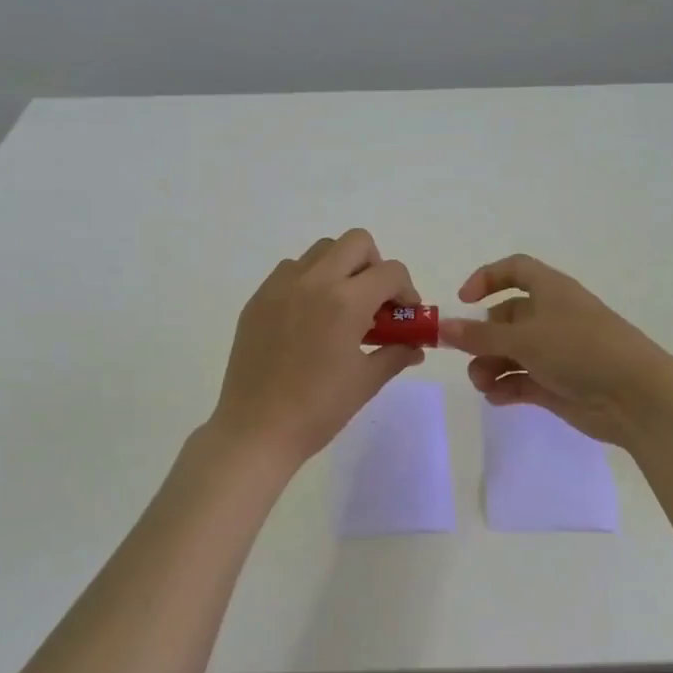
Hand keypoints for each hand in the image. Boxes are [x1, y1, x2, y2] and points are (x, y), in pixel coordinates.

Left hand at [207, 229, 423, 471]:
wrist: (256, 430)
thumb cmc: (318, 409)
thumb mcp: (366, 382)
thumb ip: (396, 354)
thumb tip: (416, 346)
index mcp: (346, 301)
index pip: (391, 272)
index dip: (406, 291)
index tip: (404, 315)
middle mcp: (313, 281)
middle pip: (356, 242)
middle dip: (374, 266)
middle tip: (375, 301)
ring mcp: (281, 286)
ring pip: (321, 251)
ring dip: (340, 269)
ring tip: (340, 308)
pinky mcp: (258, 298)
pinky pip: (291, 270)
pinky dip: (309, 281)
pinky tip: (308, 318)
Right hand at [439, 254, 672, 446]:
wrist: (637, 397)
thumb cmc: (581, 350)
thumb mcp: (525, 339)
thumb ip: (479, 336)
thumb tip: (441, 327)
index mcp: (550, 291)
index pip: (515, 270)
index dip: (487, 279)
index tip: (463, 301)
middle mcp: (552, 316)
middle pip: (506, 318)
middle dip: (482, 337)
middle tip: (467, 356)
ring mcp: (556, 352)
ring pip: (511, 352)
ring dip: (490, 365)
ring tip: (483, 384)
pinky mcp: (558, 383)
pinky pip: (522, 380)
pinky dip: (506, 387)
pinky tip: (496, 398)